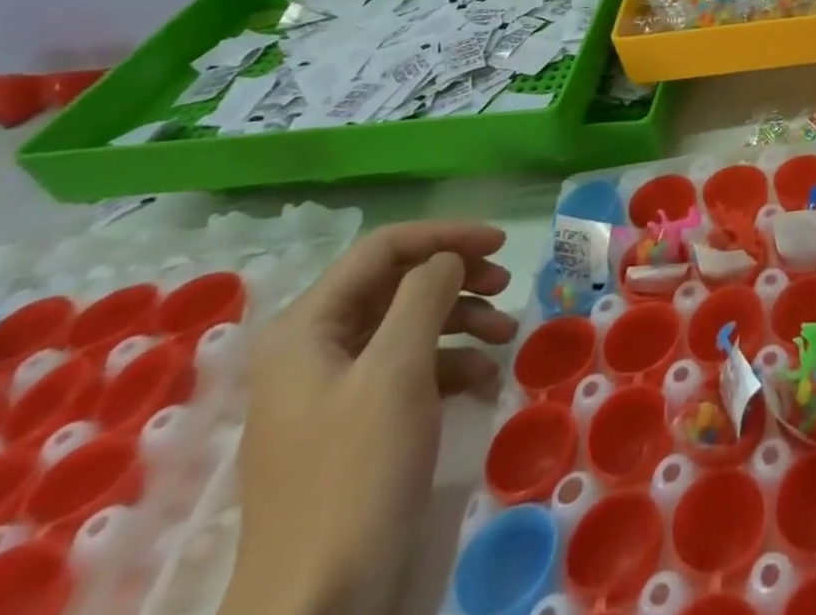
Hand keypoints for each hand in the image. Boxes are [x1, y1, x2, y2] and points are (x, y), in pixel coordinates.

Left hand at [221, 222, 517, 614]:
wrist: (318, 602)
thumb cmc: (355, 472)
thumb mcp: (396, 371)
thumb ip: (424, 295)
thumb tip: (448, 258)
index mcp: (307, 329)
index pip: (382, 250)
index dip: (445, 236)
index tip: (501, 243)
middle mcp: (315, 349)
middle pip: (397, 284)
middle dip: (458, 278)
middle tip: (507, 284)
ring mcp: (334, 390)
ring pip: (409, 324)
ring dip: (463, 320)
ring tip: (507, 335)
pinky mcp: (356, 424)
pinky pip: (410, 368)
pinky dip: (451, 363)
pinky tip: (484, 380)